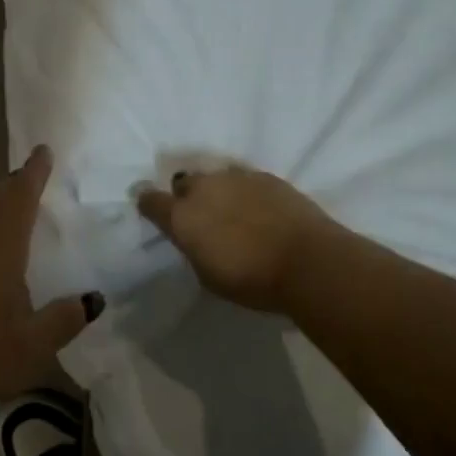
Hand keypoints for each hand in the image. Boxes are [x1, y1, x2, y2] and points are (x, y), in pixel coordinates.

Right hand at [137, 166, 335, 313]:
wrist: (306, 260)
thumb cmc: (251, 280)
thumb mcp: (208, 275)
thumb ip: (194, 247)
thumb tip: (196, 236)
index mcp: (182, 216)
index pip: (151, 200)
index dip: (149, 204)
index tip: (151, 210)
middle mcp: (203, 188)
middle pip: (183, 183)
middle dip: (187, 197)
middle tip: (202, 218)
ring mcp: (235, 177)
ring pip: (215, 178)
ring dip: (217, 192)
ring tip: (233, 212)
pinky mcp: (264, 175)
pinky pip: (243, 179)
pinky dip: (244, 191)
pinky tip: (258, 209)